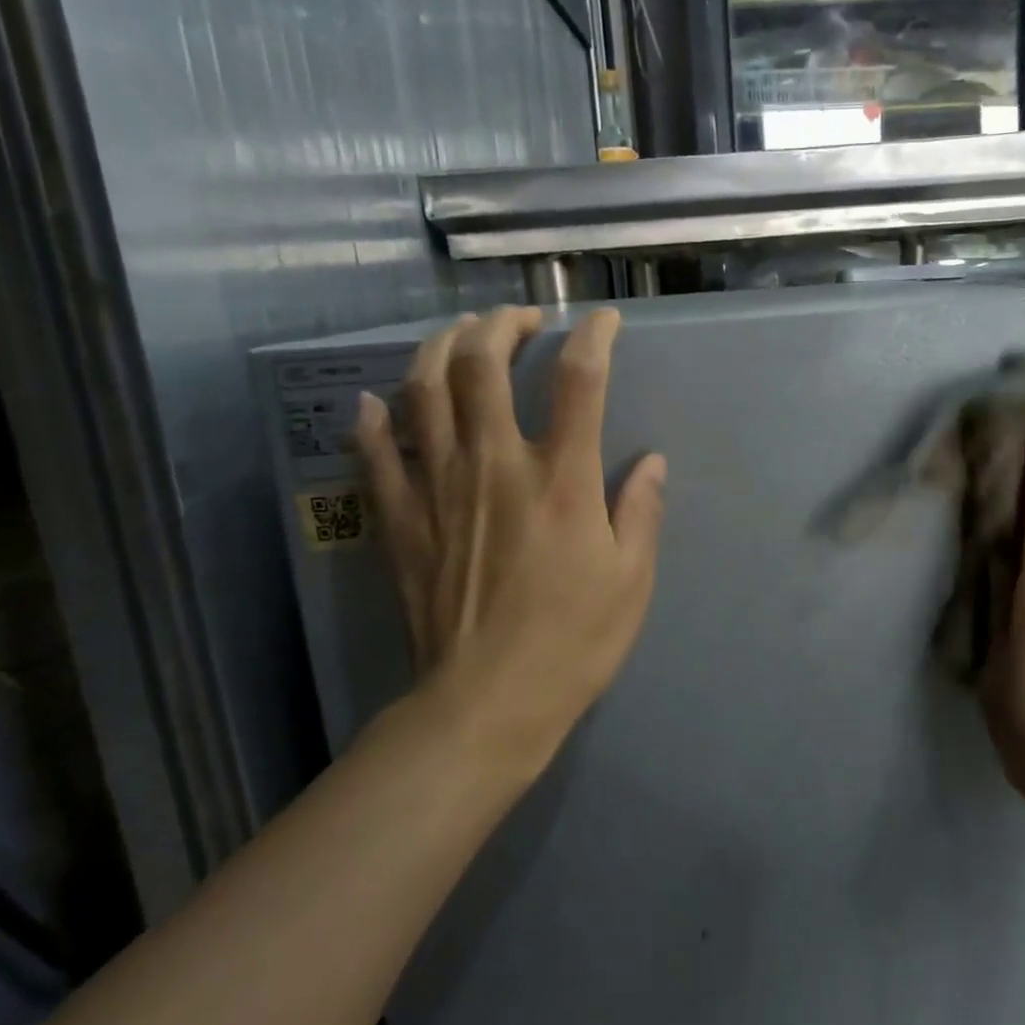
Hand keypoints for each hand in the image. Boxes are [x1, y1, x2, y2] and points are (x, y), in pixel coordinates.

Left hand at [353, 306, 666, 778]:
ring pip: (423, 393)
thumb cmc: (572, 641)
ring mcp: (439, 489)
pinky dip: (373, 421)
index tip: (602, 321)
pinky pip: (376, 456)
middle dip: (500, 325)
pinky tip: (375, 402)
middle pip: (481, 365)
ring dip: (439, 349)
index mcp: (561, 480)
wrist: (486, 704)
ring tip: (459, 336)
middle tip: (520, 319)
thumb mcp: (631, 579)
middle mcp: (496, 465)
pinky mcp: (401, 521)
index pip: (579, 381)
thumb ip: (641, 510)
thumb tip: (651, 461)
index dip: (593, 337)